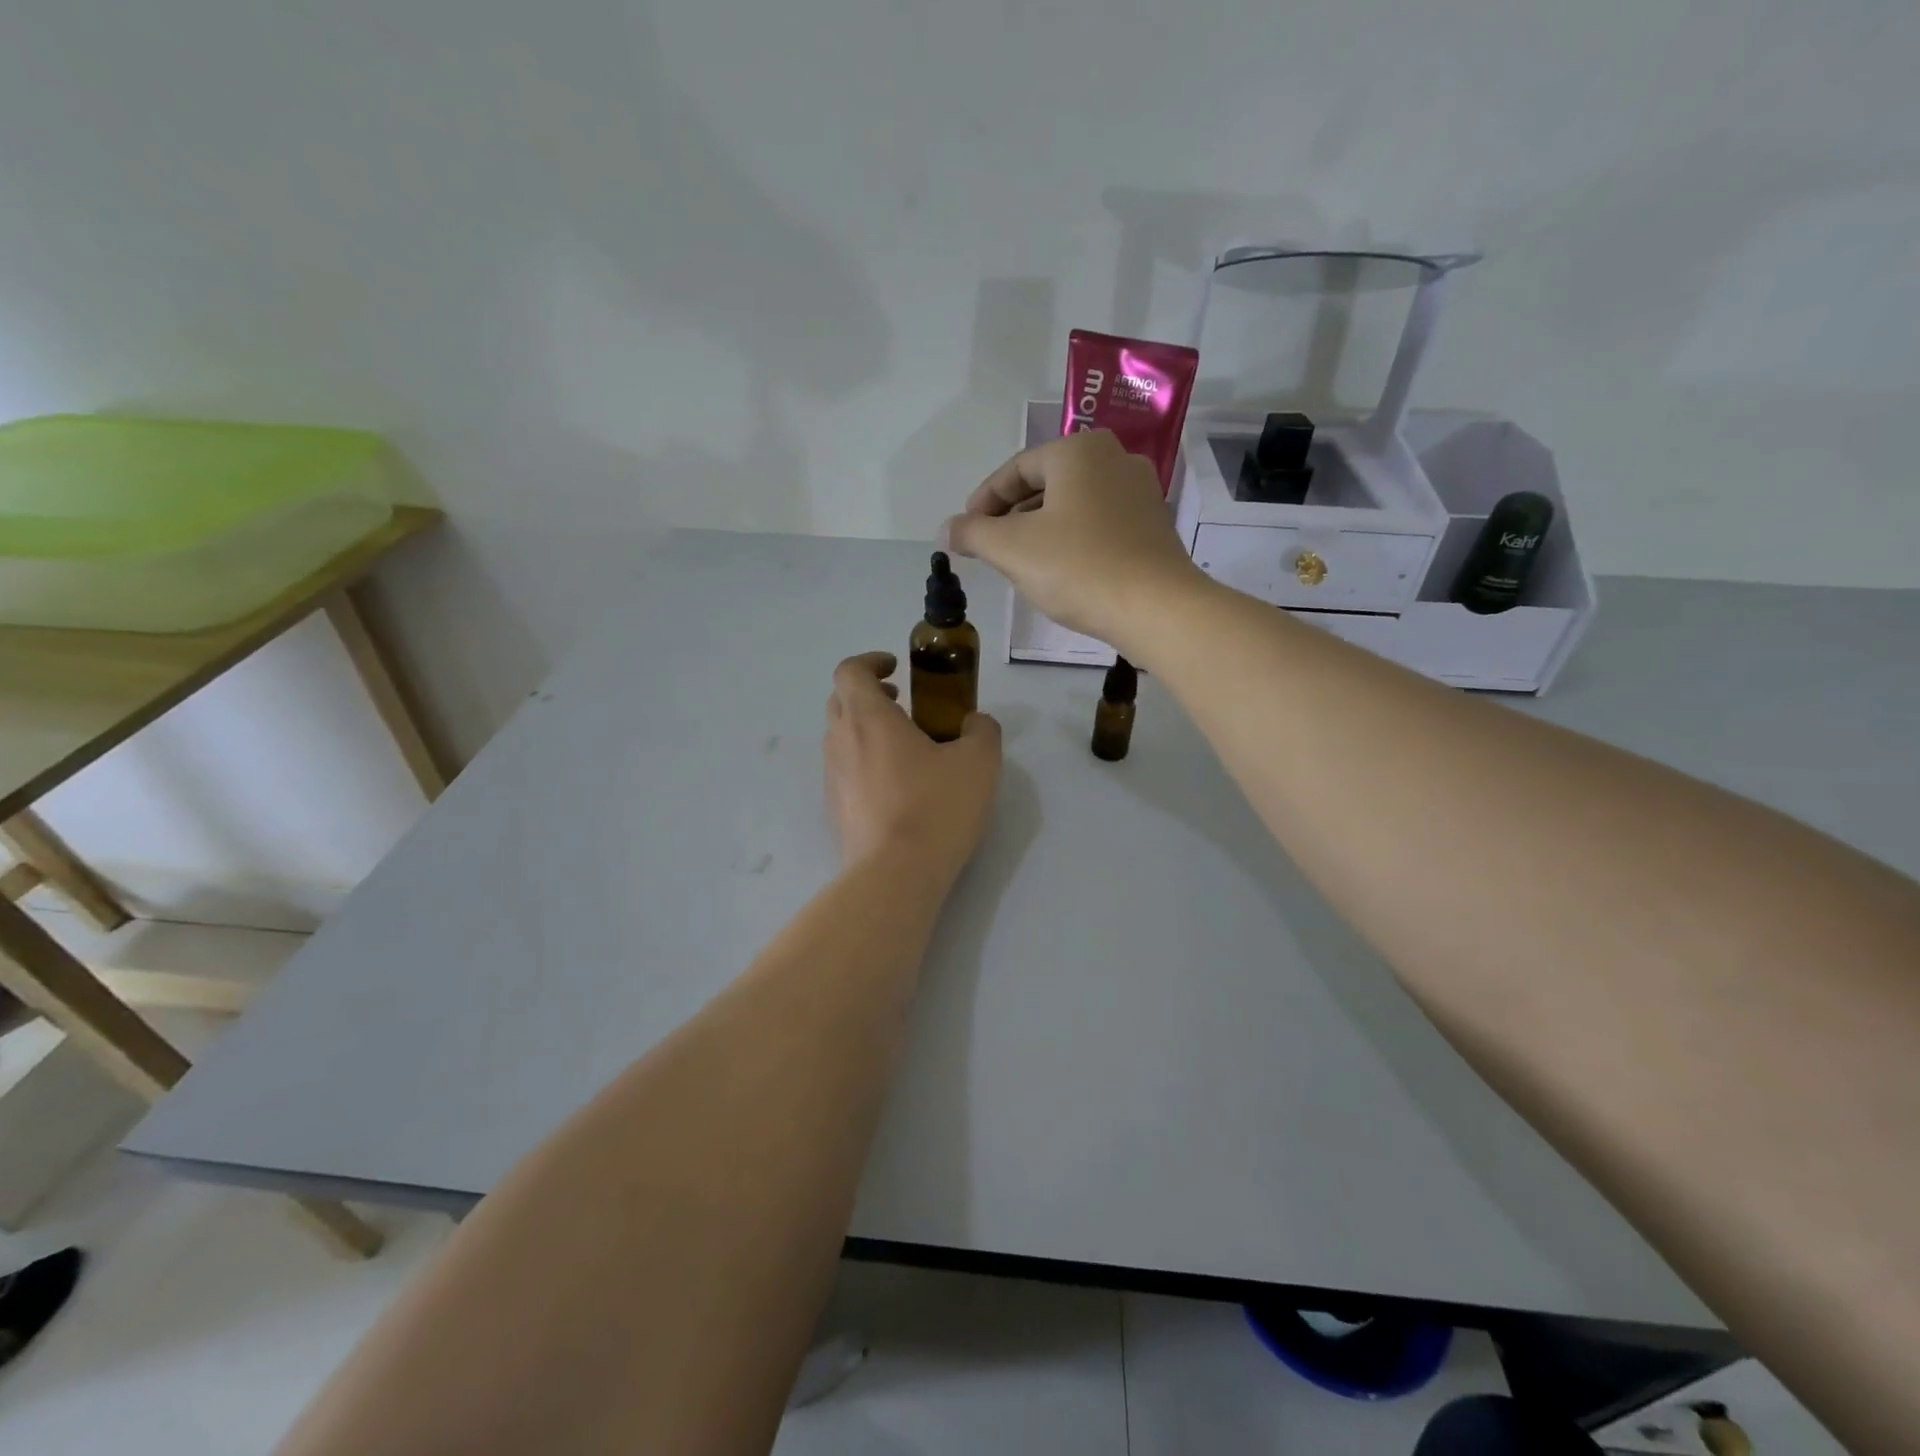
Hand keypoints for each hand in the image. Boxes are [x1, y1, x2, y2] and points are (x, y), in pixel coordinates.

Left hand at [824, 652, 1000, 882]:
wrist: (895, 875)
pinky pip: (844, 769)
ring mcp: (832, 776)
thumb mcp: (979, 762)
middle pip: (840, 700)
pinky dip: (863, 760)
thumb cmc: (935, 808)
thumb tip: (975, 722)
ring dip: (865, 728)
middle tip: (902, 703)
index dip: (871, 661)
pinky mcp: (834, 808)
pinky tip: (896, 786)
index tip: (897, 669)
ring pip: (840, 736)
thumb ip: (982, 730)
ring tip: (904, 746)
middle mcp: (840, 740)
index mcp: (868, 718)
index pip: (850, 670)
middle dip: (868, 693)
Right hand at [942, 430, 1206, 654]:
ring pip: (1073, 505)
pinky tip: (1060, 571)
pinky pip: (1098, 524)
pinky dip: (1072, 540)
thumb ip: (973, 533)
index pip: (1016, 469)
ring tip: (1020, 562)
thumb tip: (946, 529)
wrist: (1156, 608)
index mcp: (1079, 451)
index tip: (965, 530)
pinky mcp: (1153, 526)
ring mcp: (1140, 492)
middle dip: (1012, 515)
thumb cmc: (1078, 568)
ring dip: (1040, 529)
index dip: (983, 500)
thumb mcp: (1012, 549)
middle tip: (989, 547)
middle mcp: (1114, 459)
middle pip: (1046, 484)